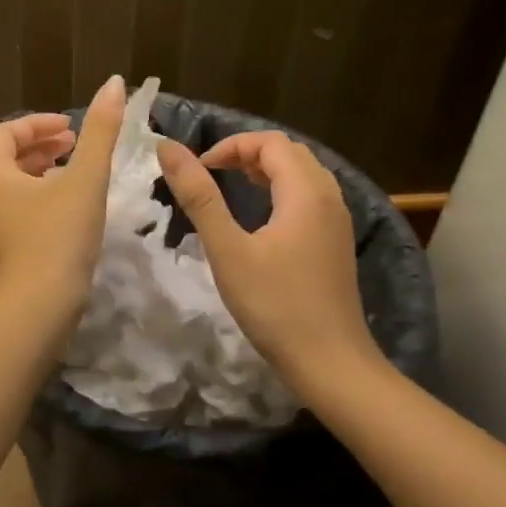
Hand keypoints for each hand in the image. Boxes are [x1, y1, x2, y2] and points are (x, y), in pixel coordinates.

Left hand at [0, 75, 126, 314]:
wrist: (38, 308)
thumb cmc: (59, 236)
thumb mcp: (85, 179)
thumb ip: (100, 130)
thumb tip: (114, 82)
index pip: (6, 132)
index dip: (39, 124)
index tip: (71, 128)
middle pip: (5, 157)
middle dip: (41, 146)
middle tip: (75, 144)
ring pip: (11, 185)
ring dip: (40, 172)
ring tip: (74, 172)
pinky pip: (14, 210)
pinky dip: (37, 197)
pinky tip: (66, 209)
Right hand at [155, 130, 376, 384]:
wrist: (330, 364)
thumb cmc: (275, 306)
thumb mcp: (227, 250)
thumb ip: (199, 196)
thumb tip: (168, 148)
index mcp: (306, 192)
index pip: (270, 142)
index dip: (231, 146)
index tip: (199, 169)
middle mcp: (329, 197)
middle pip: (290, 153)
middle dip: (248, 153)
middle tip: (212, 174)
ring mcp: (337, 221)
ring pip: (303, 174)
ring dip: (266, 171)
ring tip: (231, 186)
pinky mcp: (336, 243)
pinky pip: (310, 197)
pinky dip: (281, 191)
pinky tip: (261, 218)